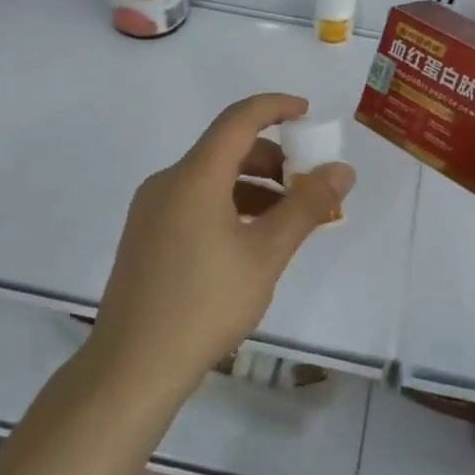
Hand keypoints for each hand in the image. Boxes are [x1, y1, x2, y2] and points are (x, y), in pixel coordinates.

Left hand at [89, 93, 355, 395]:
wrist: (132, 367)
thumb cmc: (205, 304)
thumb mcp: (266, 254)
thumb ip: (306, 206)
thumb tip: (342, 170)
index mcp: (194, 176)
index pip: (238, 119)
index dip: (275, 107)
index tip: (308, 113)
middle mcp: (167, 182)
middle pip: (225, 149)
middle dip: (272, 158)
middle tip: (307, 184)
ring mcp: (151, 210)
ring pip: (210, 179)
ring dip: (252, 186)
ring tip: (286, 219)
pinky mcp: (145, 236)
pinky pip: (194, 202)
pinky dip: (228, 205)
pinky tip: (249, 241)